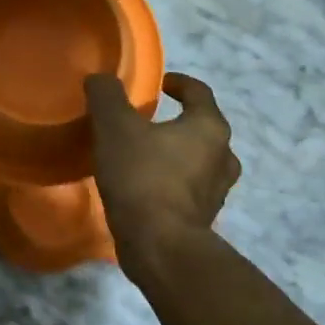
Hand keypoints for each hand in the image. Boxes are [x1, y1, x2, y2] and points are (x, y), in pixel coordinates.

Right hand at [84, 71, 240, 274]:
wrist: (159, 246)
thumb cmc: (142, 177)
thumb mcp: (115, 127)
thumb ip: (107, 96)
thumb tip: (101, 78)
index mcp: (209, 127)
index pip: (199, 91)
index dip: (178, 83)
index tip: (158, 84)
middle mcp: (223, 156)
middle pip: (202, 127)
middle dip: (177, 121)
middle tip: (146, 122)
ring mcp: (217, 191)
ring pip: (198, 161)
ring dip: (175, 154)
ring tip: (144, 156)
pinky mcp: (203, 218)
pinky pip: (188, 190)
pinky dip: (171, 183)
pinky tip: (144, 188)